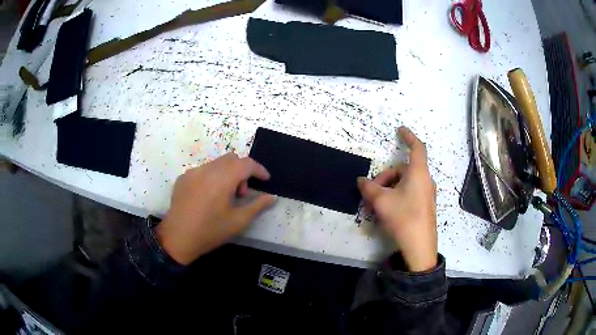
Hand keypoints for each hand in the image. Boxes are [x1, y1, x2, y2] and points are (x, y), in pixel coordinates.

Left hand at [156, 153, 275, 264]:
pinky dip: (212, 177)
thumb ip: (257, 206)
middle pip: (231, 159)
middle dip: (242, 171)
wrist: (177, 238)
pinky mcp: (183, 178)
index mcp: (222, 179)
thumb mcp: (238, 221)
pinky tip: (208, 197)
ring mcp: (192, 172)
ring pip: (217, 163)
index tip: (265, 180)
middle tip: (241, 194)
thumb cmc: (210, 231)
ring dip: (227, 174)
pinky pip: (203, 170)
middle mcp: (207, 170)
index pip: (246, 163)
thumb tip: (272, 197)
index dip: (259, 170)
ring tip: (224, 196)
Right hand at [357, 126, 437, 271]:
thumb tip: (361, 180)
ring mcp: (426, 194)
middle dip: (385, 177)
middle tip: (371, 192)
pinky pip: (409, 193)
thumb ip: (369, 188)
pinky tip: (386, 211)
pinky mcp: (425, 206)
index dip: (408, 136)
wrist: (419, 246)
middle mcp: (425, 181)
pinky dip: (396, 196)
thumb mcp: (381, 201)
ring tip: (375, 205)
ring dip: (388, 189)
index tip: (400, 130)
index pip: (417, 148)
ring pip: (404, 183)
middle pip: (403, 169)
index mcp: (418, 173)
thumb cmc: (403, 217)